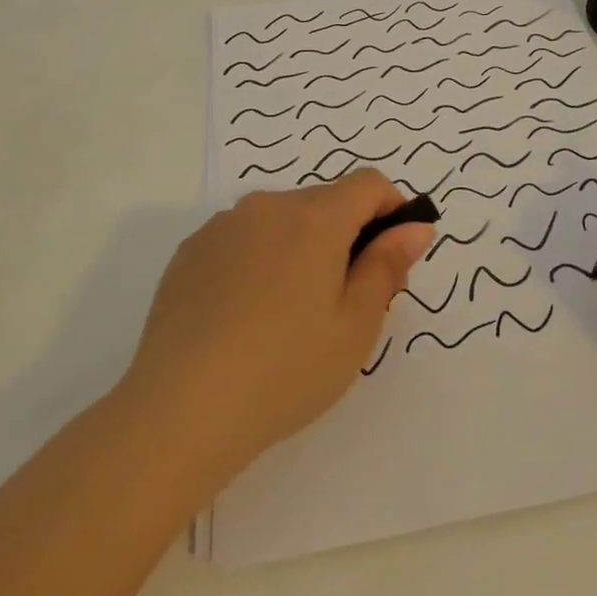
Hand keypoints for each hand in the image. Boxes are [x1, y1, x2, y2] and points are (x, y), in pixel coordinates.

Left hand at [123, 171, 433, 481]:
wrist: (180, 411)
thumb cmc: (286, 370)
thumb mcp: (355, 325)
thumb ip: (388, 266)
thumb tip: (415, 227)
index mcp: (314, 218)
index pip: (369, 185)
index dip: (392, 210)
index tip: (392, 256)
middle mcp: (267, 207)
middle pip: (325, 202)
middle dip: (347, 235)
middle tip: (346, 300)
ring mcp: (222, 227)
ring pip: (281, 220)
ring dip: (301, 246)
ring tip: (291, 313)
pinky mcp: (190, 251)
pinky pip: (242, 239)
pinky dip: (260, 260)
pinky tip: (247, 315)